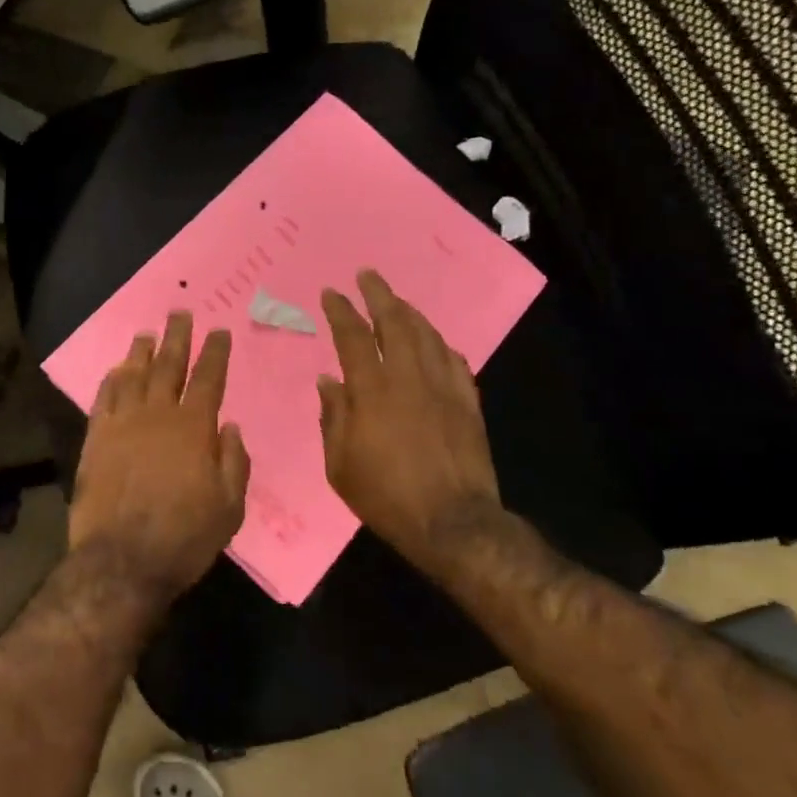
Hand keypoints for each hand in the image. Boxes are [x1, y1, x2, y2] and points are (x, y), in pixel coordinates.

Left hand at [69, 311, 249, 604]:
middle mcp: (157, 416)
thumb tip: (230, 427)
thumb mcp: (229, 508)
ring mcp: (122, 425)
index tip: (219, 331)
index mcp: (193, 428)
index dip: (215, 353)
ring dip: (141, 353)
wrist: (121, 561)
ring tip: (147, 334)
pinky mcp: (95, 440)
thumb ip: (233, 462)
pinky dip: (111, 381)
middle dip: (177, 338)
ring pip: (133, 377)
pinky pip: (104, 400)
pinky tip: (115, 371)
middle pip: (168, 366)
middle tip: (180, 313)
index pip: (207, 379)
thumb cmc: (184, 538)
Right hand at [317, 271, 503, 569]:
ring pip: (427, 335)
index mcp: (372, 391)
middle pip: (395, 322)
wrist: (452, 522)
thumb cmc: (386, 496)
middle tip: (368, 274)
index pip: (353, 336)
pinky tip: (434, 341)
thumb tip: (328, 381)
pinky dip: (439, 344)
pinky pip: (454, 360)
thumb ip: (332, 417)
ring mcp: (443, 387)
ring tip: (397, 301)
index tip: (331, 292)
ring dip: (410, 312)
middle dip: (379, 294)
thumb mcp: (340, 465)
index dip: (341, 310)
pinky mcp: (468, 402)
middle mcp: (409, 378)